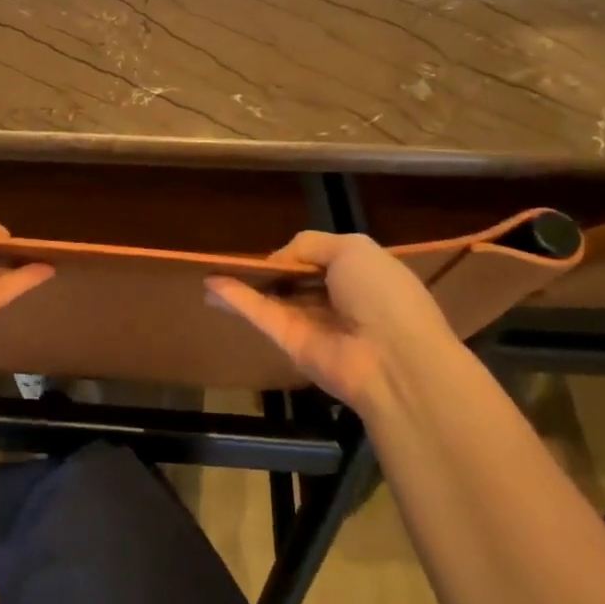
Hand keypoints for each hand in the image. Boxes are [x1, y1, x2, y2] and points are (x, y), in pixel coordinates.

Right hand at [205, 231, 465, 420]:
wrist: (394, 359)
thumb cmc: (382, 294)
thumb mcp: (353, 249)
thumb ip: (310, 244)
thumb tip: (278, 260)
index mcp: (361, 276)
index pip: (322, 261)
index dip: (298, 254)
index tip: (276, 251)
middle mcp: (337, 301)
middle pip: (295, 281)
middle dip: (269, 271)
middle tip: (235, 260)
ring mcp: (312, 324)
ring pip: (272, 298)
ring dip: (243, 284)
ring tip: (210, 270)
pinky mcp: (290, 344)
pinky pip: (261, 315)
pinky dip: (237, 298)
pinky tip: (212, 284)